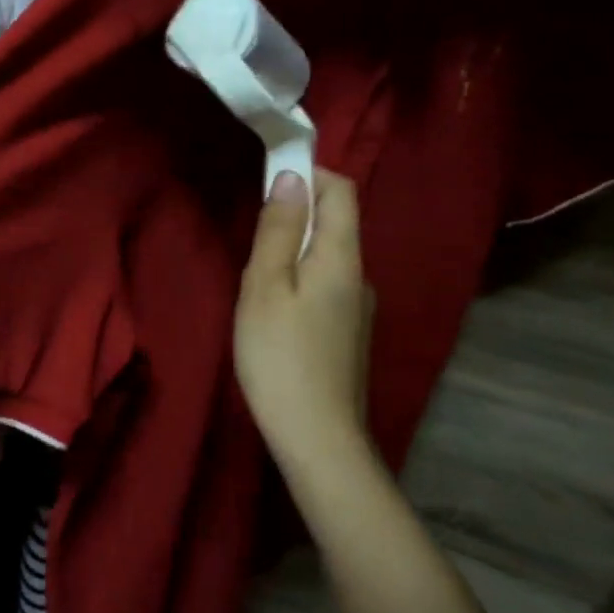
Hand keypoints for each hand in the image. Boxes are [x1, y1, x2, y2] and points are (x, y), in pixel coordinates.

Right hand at [234, 169, 376, 476]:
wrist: (318, 439)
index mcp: (343, 257)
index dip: (310, 173)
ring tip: (257, 283)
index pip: (342, 190)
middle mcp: (361, 276)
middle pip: (336, 223)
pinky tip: (275, 314)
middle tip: (253, 242)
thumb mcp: (266, 287)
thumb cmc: (281, 357)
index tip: (269, 182)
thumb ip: (279, 230)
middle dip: (296, 215)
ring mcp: (359, 308)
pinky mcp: (349, 334)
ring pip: (327, 258)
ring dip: (294, 251)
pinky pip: (326, 286)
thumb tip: (292, 177)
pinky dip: (300, 281)